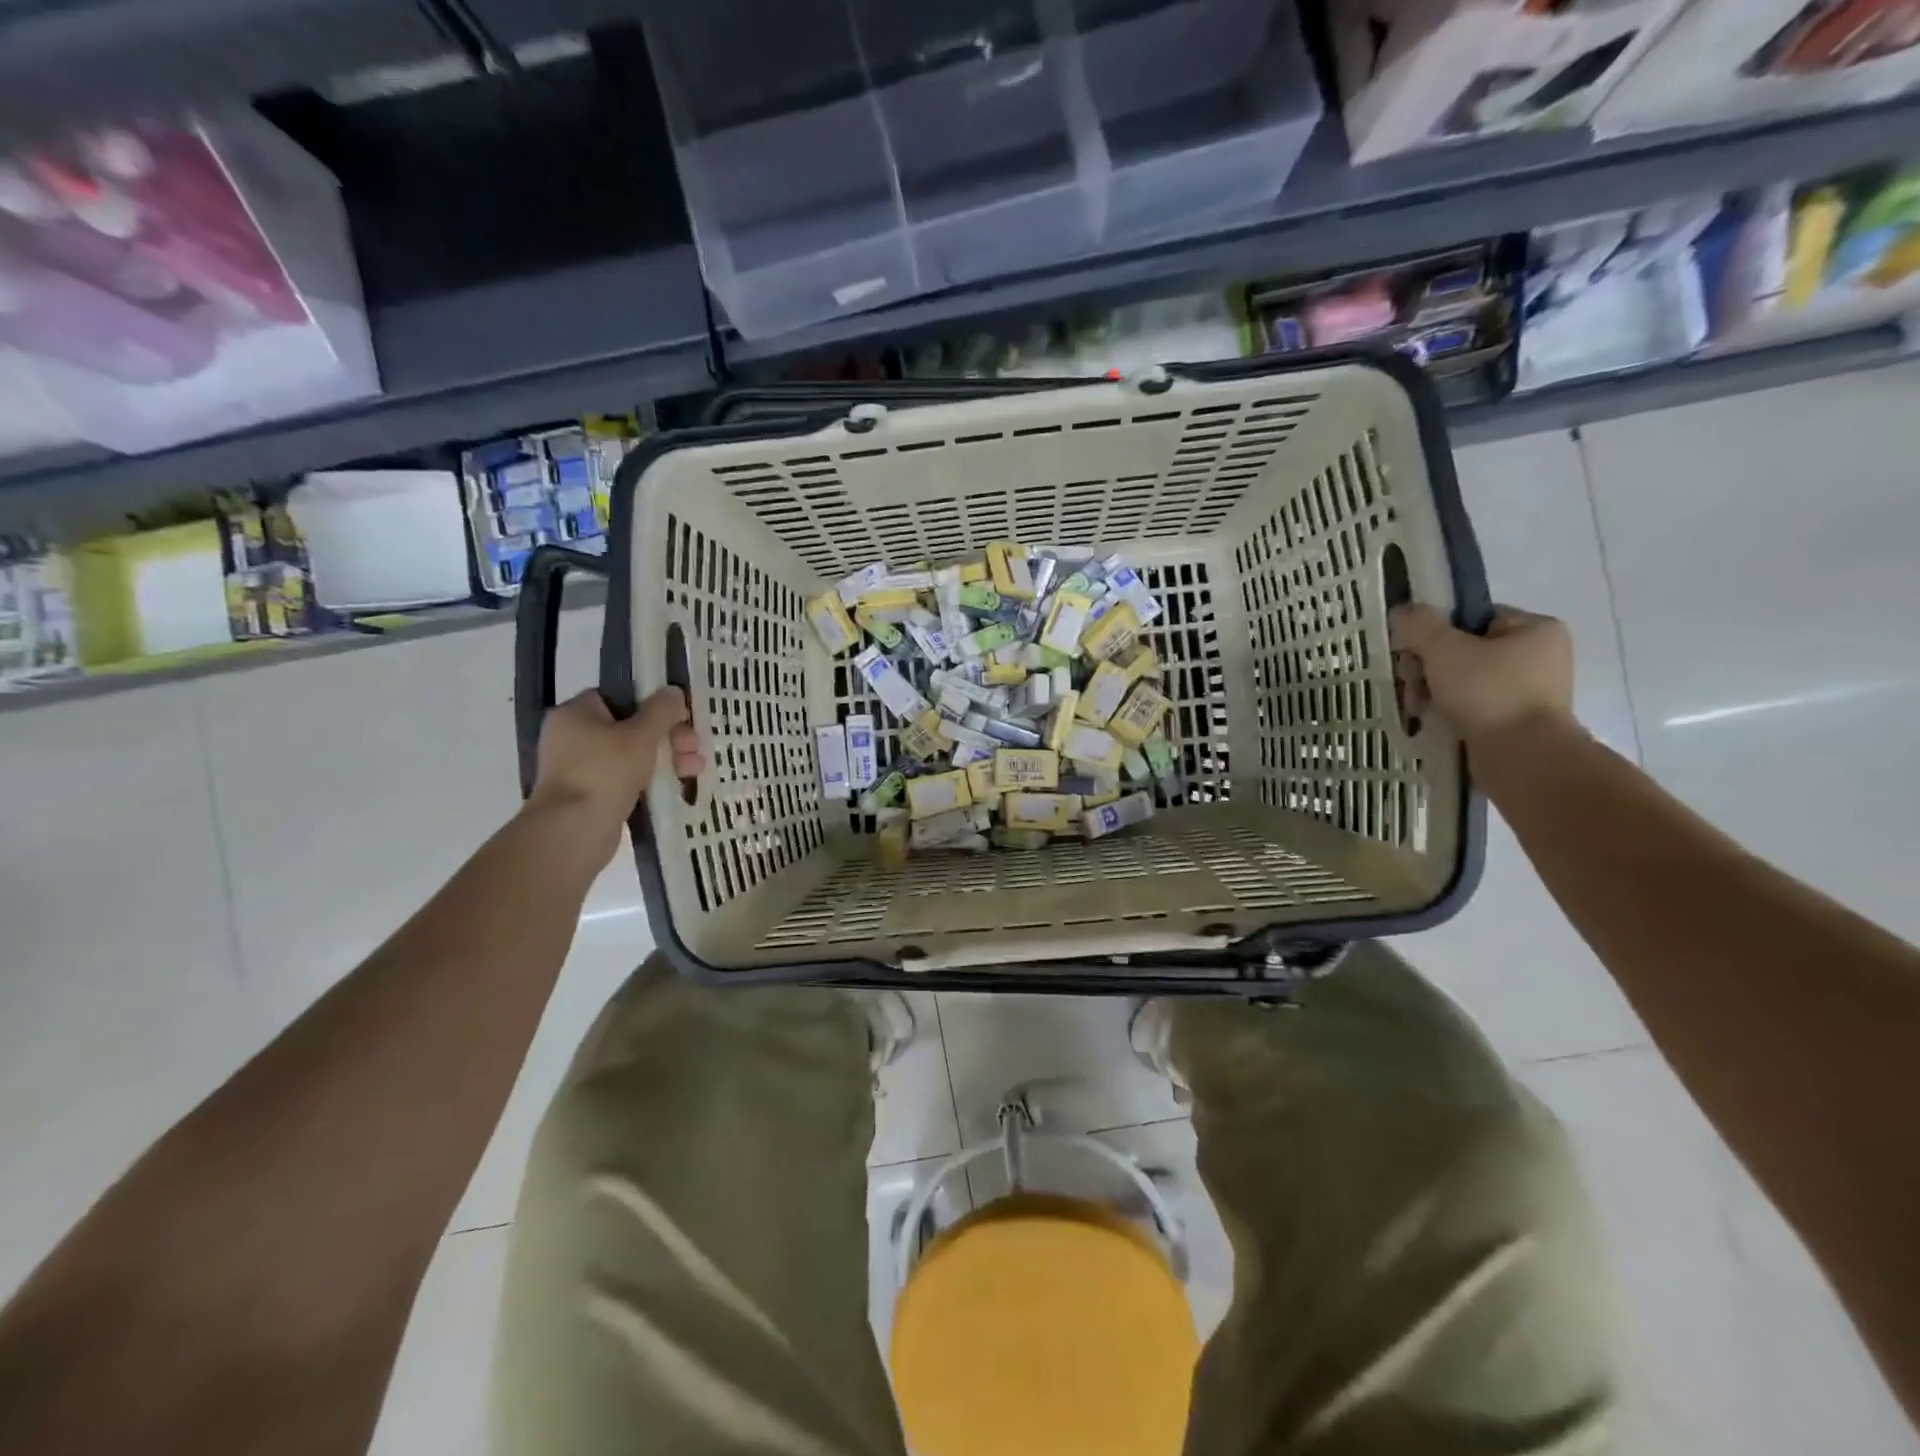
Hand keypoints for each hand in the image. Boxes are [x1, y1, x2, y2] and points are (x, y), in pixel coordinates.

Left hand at [528, 689, 702, 852]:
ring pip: (633, 755)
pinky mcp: (592, 795)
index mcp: (576, 714)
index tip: (680, 715)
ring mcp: (581, 768)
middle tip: (693, 746)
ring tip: (694, 769)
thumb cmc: (605, 771)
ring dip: (668, 758)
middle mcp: (573, 737)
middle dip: (669, 736)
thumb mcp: (641, 735)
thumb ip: (662, 710)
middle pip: (631, 727)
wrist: (574, 830)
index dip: (653, 704)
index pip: (619, 697)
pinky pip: (628, 779)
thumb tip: (674, 692)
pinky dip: (652, 779)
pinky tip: (679, 784)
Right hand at [1388, 603, 1574, 746]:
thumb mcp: (1445, 650)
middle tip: (1411, 683)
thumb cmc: (1489, 693)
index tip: (1414, 653)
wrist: (1523, 757)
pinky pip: (1472, 705)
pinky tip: (1430, 720)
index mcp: (1536, 629)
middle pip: (1463, 650)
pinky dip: (1448, 710)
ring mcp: (1529, 691)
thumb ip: (1420, 626)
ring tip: (1417, 707)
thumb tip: (1402, 611)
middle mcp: (1539, 656)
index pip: (1473, 618)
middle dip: (1428, 667)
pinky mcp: (1516, 721)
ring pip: (1462, 680)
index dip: (1437, 633)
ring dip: (1431, 690)